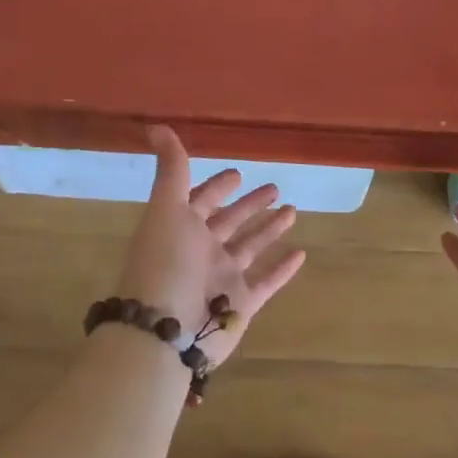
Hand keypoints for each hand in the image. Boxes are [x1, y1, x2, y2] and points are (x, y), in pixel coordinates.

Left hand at [115, 126, 306, 365]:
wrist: (165, 331)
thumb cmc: (165, 263)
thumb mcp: (167, 209)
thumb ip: (171, 170)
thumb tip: (156, 126)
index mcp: (181, 228)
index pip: (201, 200)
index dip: (217, 186)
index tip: (238, 173)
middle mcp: (201, 251)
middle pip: (230, 222)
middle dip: (250, 205)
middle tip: (275, 188)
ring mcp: (222, 278)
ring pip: (251, 248)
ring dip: (270, 229)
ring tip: (294, 210)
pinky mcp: (242, 303)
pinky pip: (267, 281)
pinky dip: (283, 268)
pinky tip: (301, 253)